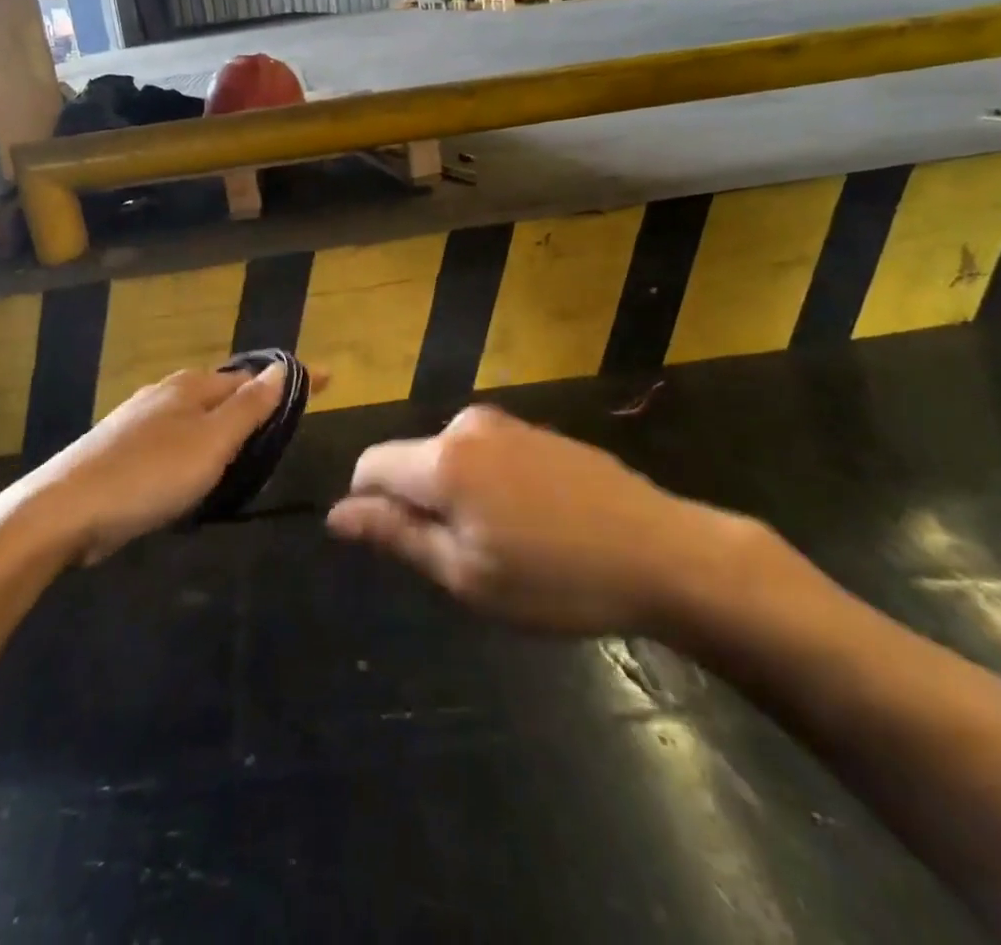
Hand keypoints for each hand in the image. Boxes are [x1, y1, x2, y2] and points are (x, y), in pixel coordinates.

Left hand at [16, 364, 308, 563]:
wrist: (64, 510)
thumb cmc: (149, 474)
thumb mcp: (211, 442)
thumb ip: (249, 406)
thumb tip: (283, 367)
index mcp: (192, 385)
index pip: (255, 374)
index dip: (291, 378)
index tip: (328, 379)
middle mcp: (167, 393)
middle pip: (226, 391)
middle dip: (258, 401)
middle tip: (291, 422)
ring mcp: (141, 420)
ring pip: (200, 417)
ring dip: (229, 426)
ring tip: (254, 448)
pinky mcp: (125, 450)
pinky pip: (179, 440)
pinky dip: (202, 448)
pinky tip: (202, 471)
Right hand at [327, 405, 750, 636]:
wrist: (663, 552)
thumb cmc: (556, 578)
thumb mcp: (466, 574)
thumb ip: (396, 535)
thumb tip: (337, 514)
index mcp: (442, 459)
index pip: (370, 464)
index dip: (368, 504)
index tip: (401, 547)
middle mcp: (466, 425)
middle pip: (412, 462)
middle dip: (421, 505)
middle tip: (468, 561)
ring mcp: (507, 423)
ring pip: (450, 460)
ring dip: (458, 498)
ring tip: (509, 547)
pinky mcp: (538, 430)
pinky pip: (486, 454)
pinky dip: (489, 486)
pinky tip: (536, 524)